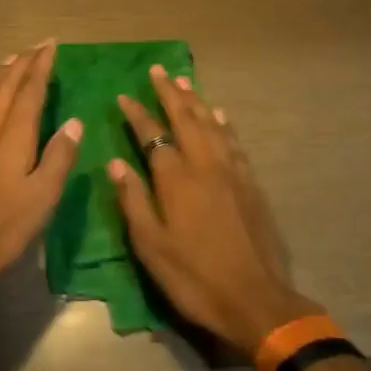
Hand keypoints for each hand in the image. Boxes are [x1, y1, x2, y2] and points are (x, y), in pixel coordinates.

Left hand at [0, 41, 83, 306]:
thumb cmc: (1, 230)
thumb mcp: (42, 199)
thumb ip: (59, 157)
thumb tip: (76, 122)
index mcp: (13, 137)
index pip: (30, 92)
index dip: (41, 67)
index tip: (51, 46)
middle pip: (5, 86)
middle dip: (22, 64)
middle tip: (36, 46)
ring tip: (11, 60)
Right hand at [110, 65, 320, 353]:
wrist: (255, 300)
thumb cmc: (194, 277)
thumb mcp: (151, 246)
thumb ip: (133, 200)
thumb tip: (115, 163)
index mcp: (176, 179)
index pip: (153, 135)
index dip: (137, 114)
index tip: (124, 96)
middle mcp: (205, 165)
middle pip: (186, 119)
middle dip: (170, 93)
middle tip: (159, 70)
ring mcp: (232, 173)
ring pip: (213, 125)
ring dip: (197, 101)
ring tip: (185, 82)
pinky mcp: (251, 185)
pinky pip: (235, 143)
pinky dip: (225, 124)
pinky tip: (221, 116)